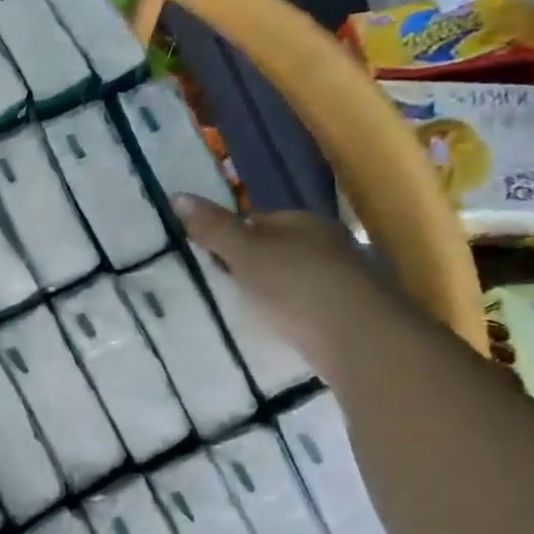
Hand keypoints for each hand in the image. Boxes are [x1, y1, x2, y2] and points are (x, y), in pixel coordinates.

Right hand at [173, 194, 395, 369]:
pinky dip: (289, 313)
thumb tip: (177, 194)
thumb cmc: (294, 287)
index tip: (205, 259)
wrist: (357, 338)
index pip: (257, 220)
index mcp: (302, 222)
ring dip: (270, 291)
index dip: (229, 236)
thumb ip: (213, 228)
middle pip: (276, 248)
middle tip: (218, 287)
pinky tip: (275, 329)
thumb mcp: (245, 254)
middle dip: (249, 264)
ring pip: (292, 277)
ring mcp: (341, 278)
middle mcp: (326, 243)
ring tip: (242, 312)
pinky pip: (307, 305)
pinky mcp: (348, 312)